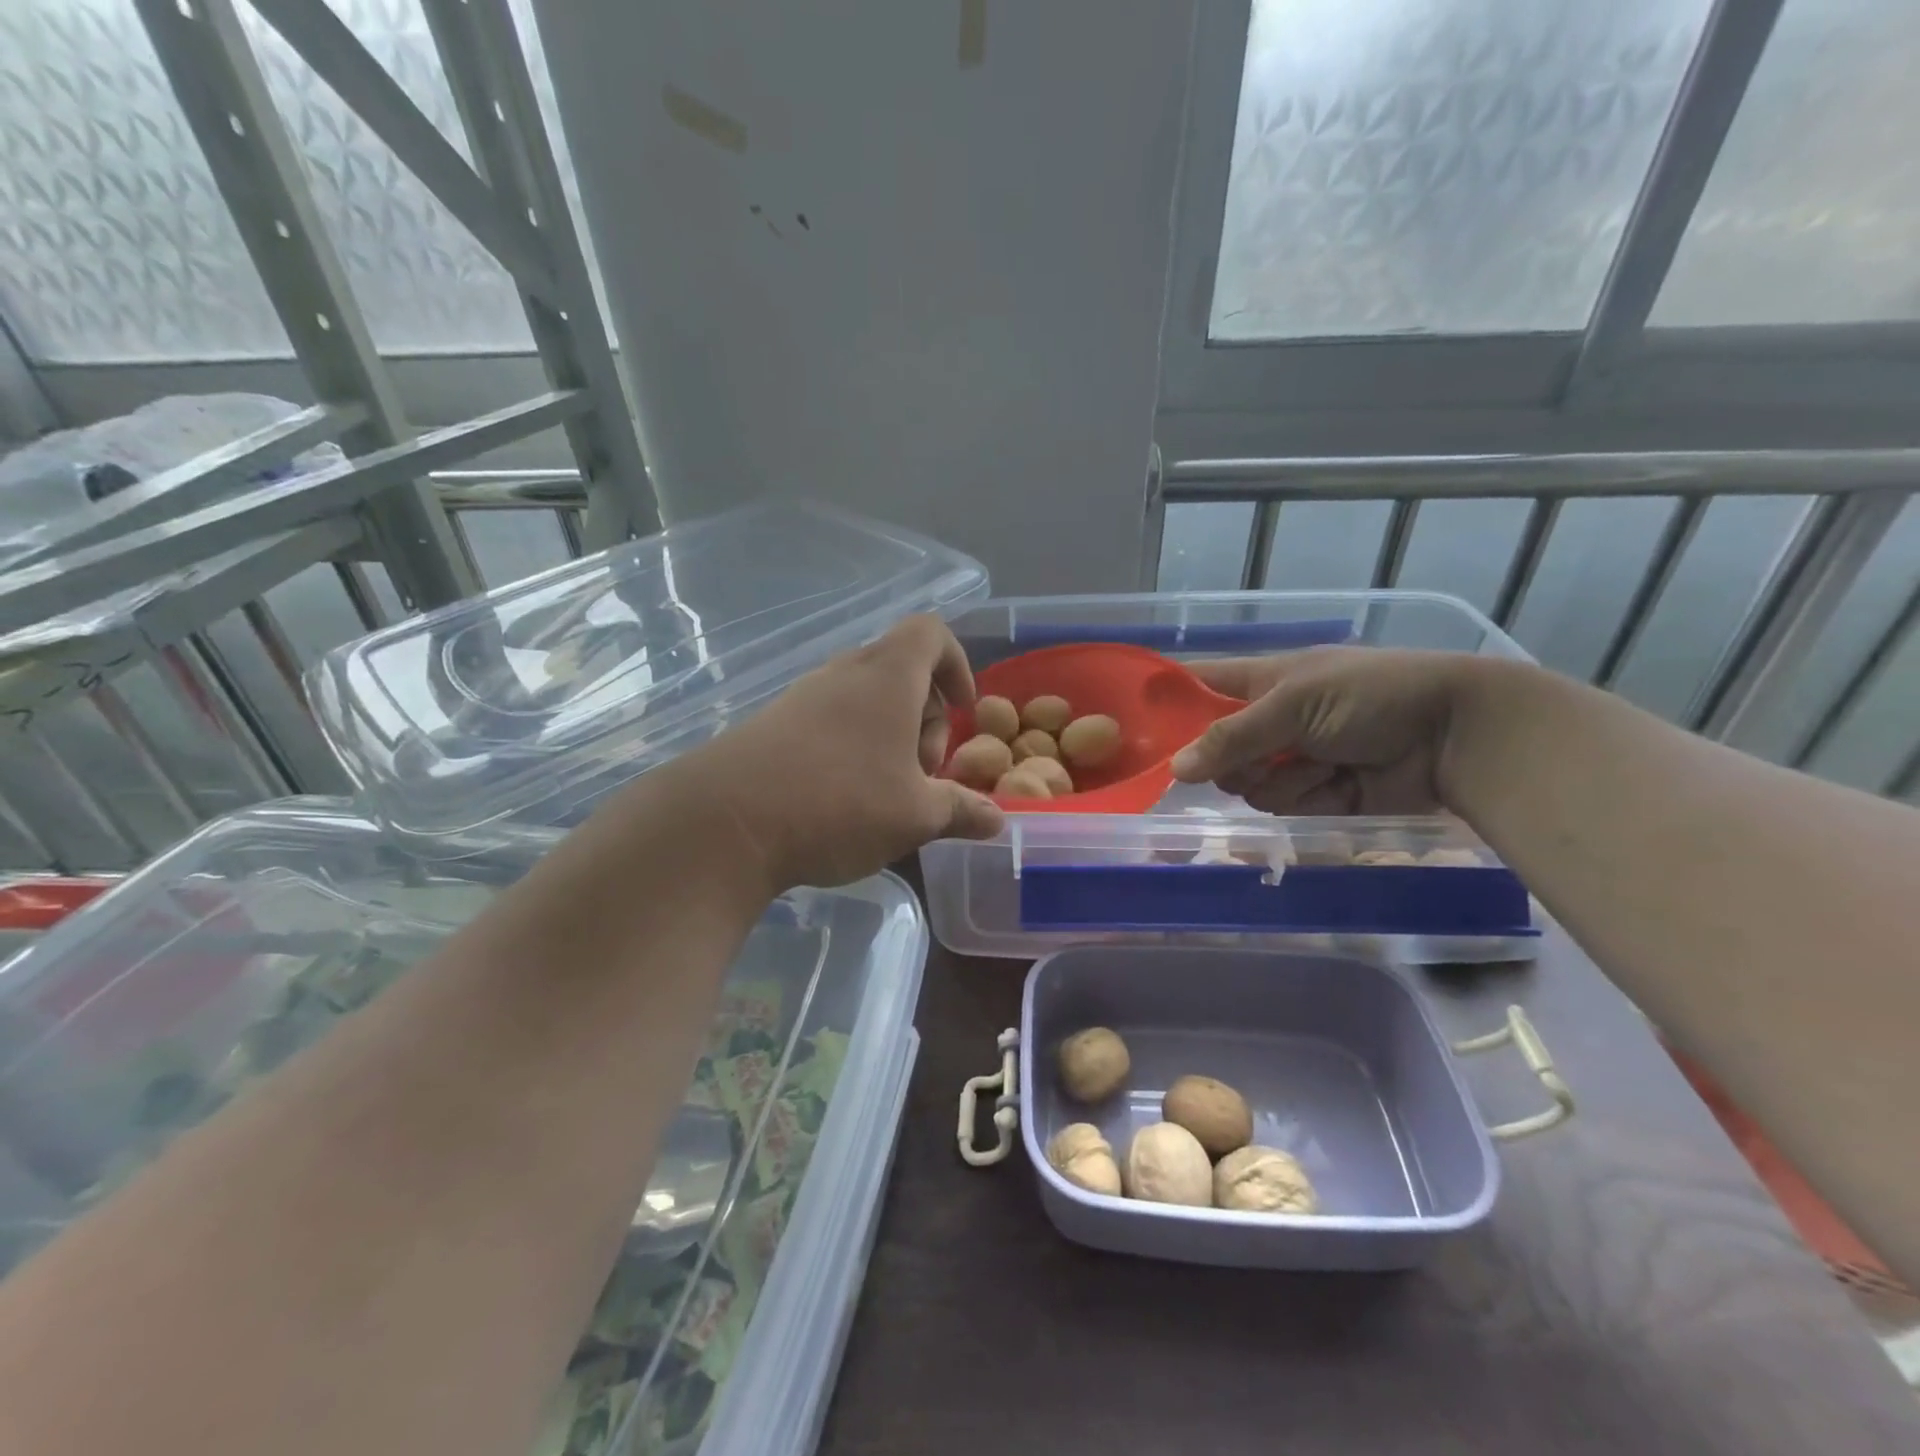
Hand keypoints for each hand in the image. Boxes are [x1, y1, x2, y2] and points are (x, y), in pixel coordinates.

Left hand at [681, 615, 1004, 889]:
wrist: (726, 823)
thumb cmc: (840, 803)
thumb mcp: (915, 815)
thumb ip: (961, 810)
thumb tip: (998, 819)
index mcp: (888, 677)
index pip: (931, 633)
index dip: (957, 664)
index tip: (963, 711)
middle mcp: (845, 673)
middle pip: (901, 672)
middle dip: (926, 718)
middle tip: (924, 774)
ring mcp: (804, 696)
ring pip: (865, 700)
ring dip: (889, 737)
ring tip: (886, 793)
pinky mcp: (773, 724)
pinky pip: (830, 721)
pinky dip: (852, 747)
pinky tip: (844, 800)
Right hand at [1170, 647, 1487, 815]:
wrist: (1455, 734)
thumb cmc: (1372, 695)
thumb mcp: (1296, 702)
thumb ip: (1233, 735)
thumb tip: (1176, 770)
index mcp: (1260, 681)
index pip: (1197, 686)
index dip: (1168, 703)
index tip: (1138, 730)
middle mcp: (1268, 721)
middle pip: (1213, 751)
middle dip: (1232, 762)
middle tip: (1260, 755)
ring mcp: (1290, 759)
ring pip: (1246, 786)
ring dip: (1280, 780)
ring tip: (1322, 763)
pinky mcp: (1315, 794)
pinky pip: (1283, 807)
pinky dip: (1309, 797)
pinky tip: (1339, 782)